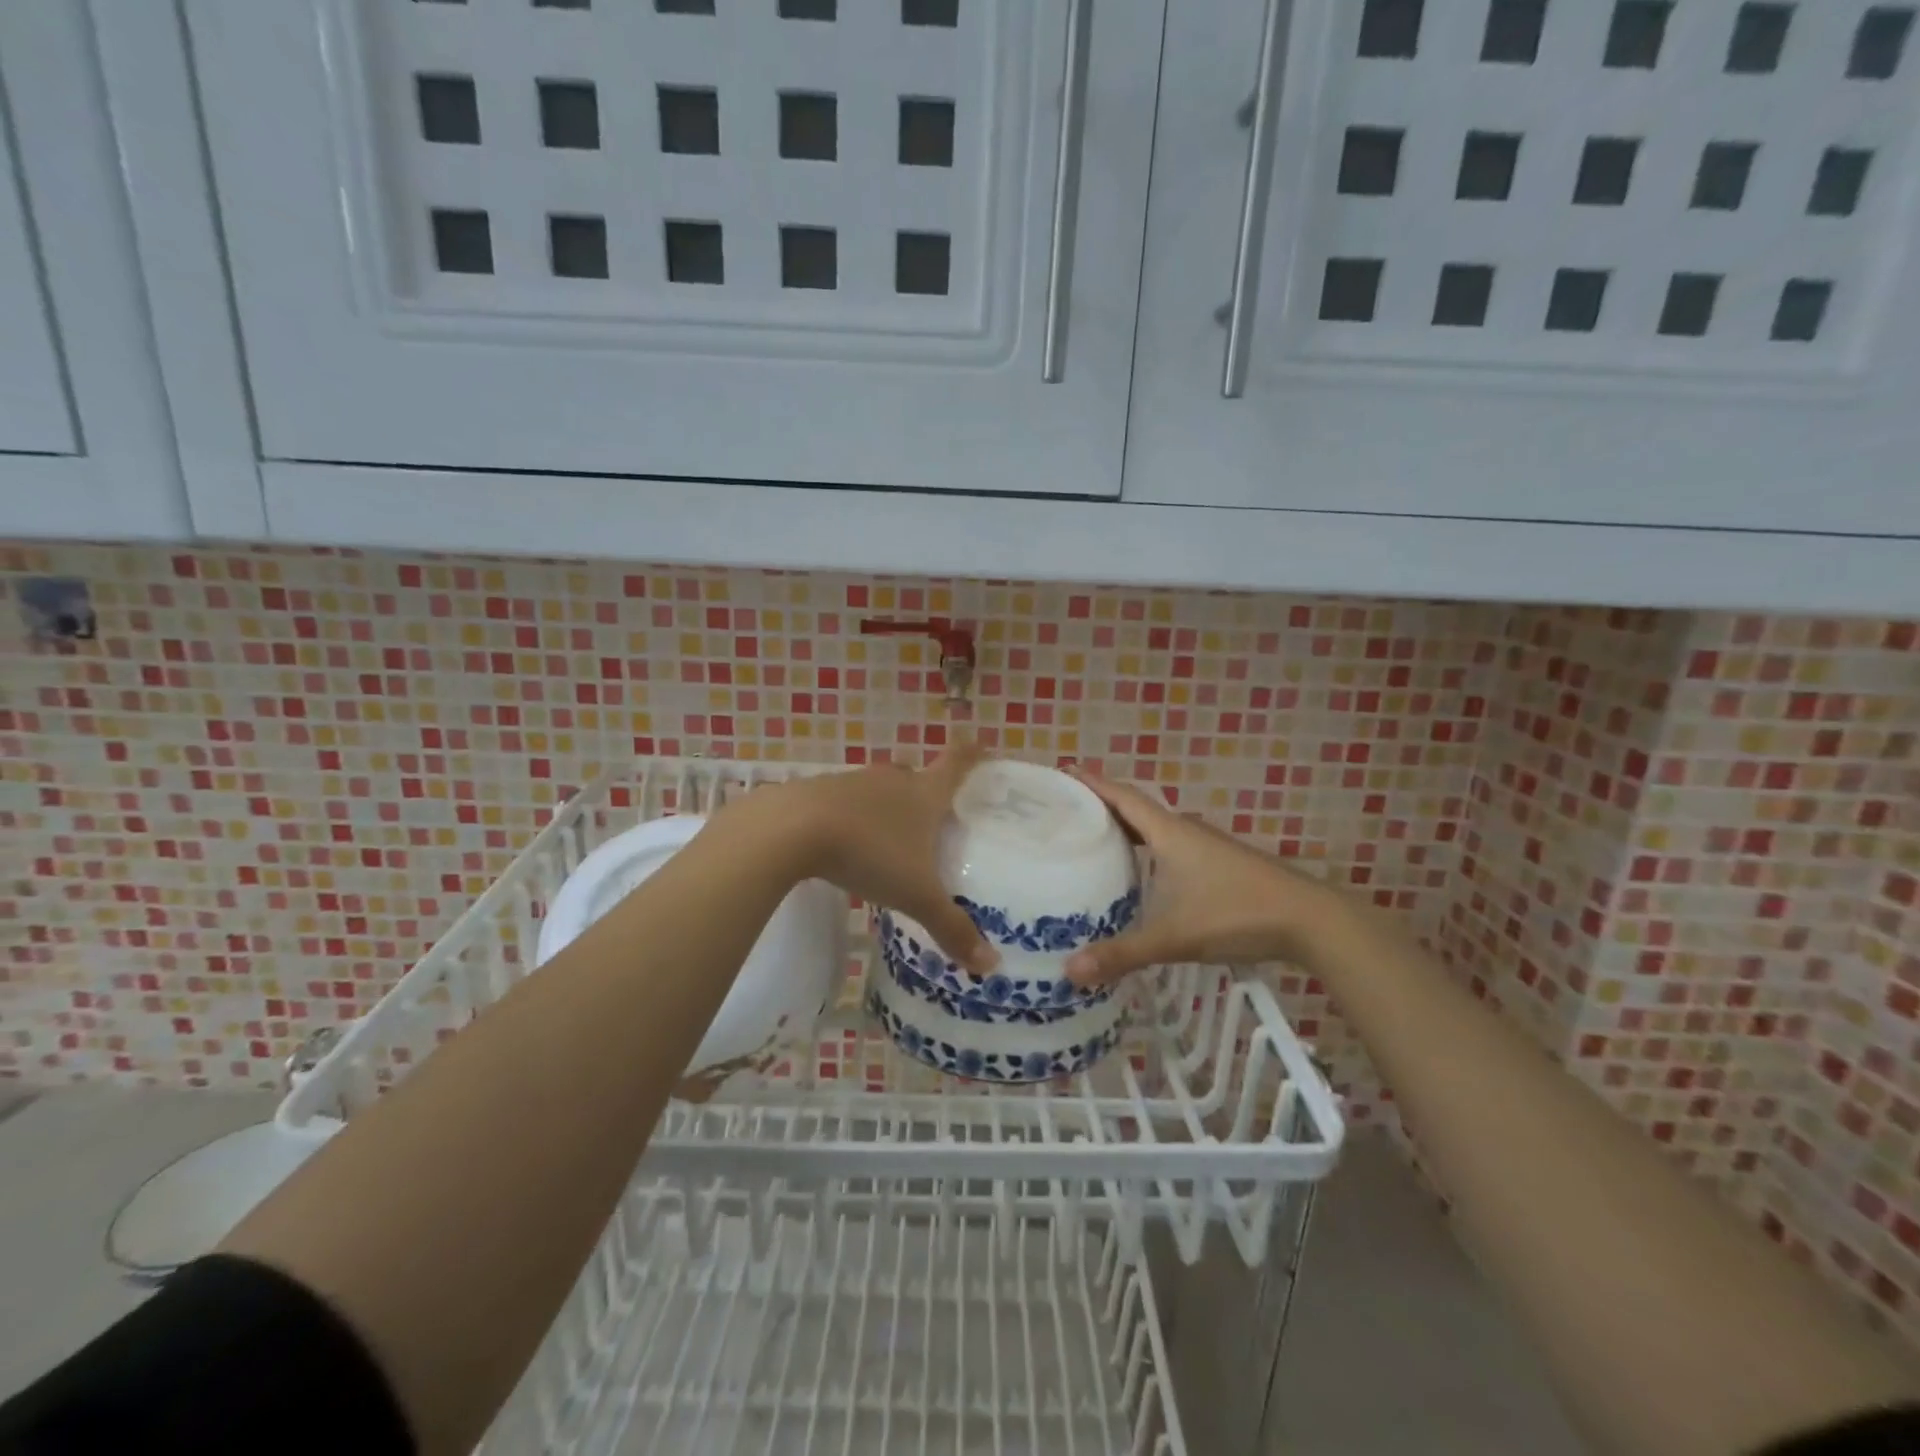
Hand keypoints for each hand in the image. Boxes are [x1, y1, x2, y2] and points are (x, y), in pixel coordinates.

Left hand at [780, 745, 997, 974]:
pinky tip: (847, 846)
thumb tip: (991, 966)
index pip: (957, 762)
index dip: (973, 754)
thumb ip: (951, 927)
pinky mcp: (818, 792)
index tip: (983, 747)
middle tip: (936, 822)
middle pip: (917, 777)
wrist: (791, 829)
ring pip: (880, 790)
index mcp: (924, 793)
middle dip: (927, 794)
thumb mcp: (915, 896)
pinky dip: (854, 818)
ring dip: (887, 809)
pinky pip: (846, 802)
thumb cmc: (869, 853)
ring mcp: (853, 782)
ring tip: (891, 841)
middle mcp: (892, 779)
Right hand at [1064, 770, 1344, 986]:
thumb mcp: (1174, 937)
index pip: (1123, 797)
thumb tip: (1069, 972)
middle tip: (1068, 814)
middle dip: (1103, 807)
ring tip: (1096, 842)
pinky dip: (1149, 851)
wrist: (1311, 920)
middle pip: (1137, 809)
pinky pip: (1173, 847)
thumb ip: (1122, 954)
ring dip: (1127, 830)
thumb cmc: (1236, 914)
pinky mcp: (1221, 866)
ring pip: (1157, 830)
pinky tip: (1144, 876)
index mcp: (1170, 833)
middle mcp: (1186, 832)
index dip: (1093, 783)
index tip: (1064, 771)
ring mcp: (1207, 848)